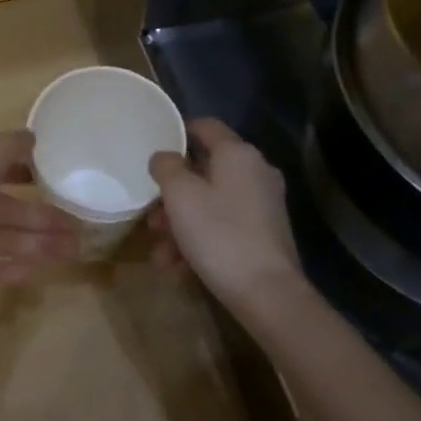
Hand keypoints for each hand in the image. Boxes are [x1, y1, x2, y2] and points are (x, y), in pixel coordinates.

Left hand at [0, 130, 80, 315]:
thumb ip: (7, 149)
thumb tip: (30, 133)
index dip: (26, 171)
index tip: (58, 178)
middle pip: (8, 209)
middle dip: (44, 217)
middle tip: (81, 227)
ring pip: (6, 239)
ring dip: (39, 243)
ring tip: (74, 252)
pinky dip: (16, 268)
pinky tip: (42, 272)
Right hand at [148, 118, 304, 310]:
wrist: (268, 294)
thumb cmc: (219, 234)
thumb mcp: (180, 195)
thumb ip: (166, 167)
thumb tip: (164, 158)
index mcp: (238, 154)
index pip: (205, 126)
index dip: (178, 132)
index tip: (155, 150)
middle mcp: (255, 173)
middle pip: (204, 172)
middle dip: (172, 197)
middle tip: (152, 220)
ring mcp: (263, 205)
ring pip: (211, 204)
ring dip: (181, 226)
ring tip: (162, 256)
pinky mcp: (264, 234)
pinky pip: (224, 227)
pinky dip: (200, 242)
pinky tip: (180, 270)